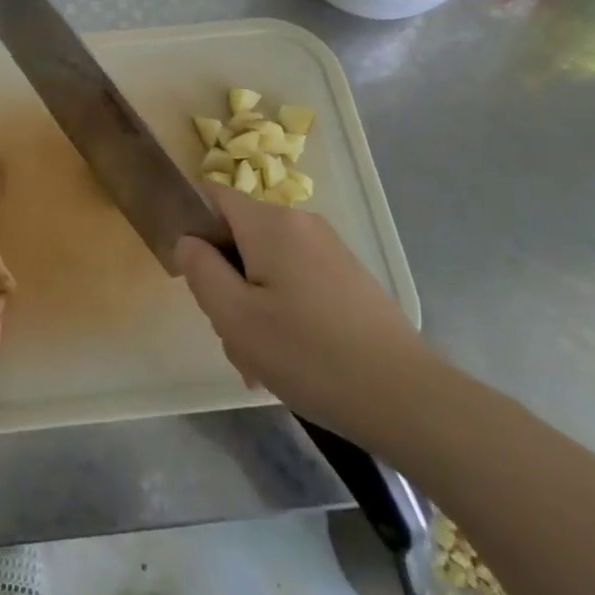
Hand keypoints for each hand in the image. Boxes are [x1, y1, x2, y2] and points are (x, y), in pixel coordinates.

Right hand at [177, 190, 433, 447]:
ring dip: (252, 305)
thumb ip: (200, 270)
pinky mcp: (348, 278)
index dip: (192, 226)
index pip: (213, 196)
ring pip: (266, 265)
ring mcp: (329, 250)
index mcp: (271, 223)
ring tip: (260, 361)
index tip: (192, 274)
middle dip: (226, 281)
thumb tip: (188, 241)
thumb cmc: (308, 354)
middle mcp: (301, 224)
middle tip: (231, 334)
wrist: (406, 398)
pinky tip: (291, 359)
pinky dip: (282, 311)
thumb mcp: (235, 317)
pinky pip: (295, 281)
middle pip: (239, 237)